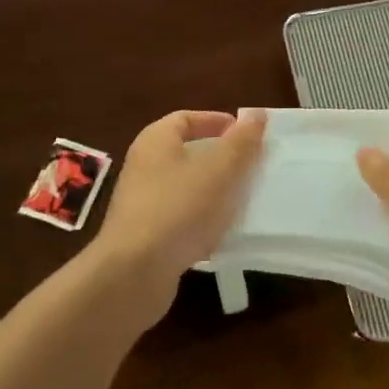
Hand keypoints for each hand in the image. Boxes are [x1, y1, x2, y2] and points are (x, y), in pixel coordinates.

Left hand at [86, 109, 265, 324]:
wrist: (133, 274)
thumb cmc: (178, 209)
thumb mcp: (219, 171)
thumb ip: (241, 142)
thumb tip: (256, 114)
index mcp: (156, 142)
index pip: (186, 119)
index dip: (216, 122)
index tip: (247, 134)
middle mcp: (144, 167)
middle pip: (187, 153)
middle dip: (221, 159)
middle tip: (251, 166)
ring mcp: (142, 203)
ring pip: (186, 188)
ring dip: (215, 192)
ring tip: (244, 199)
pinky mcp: (146, 236)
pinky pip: (181, 219)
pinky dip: (203, 221)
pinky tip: (224, 234)